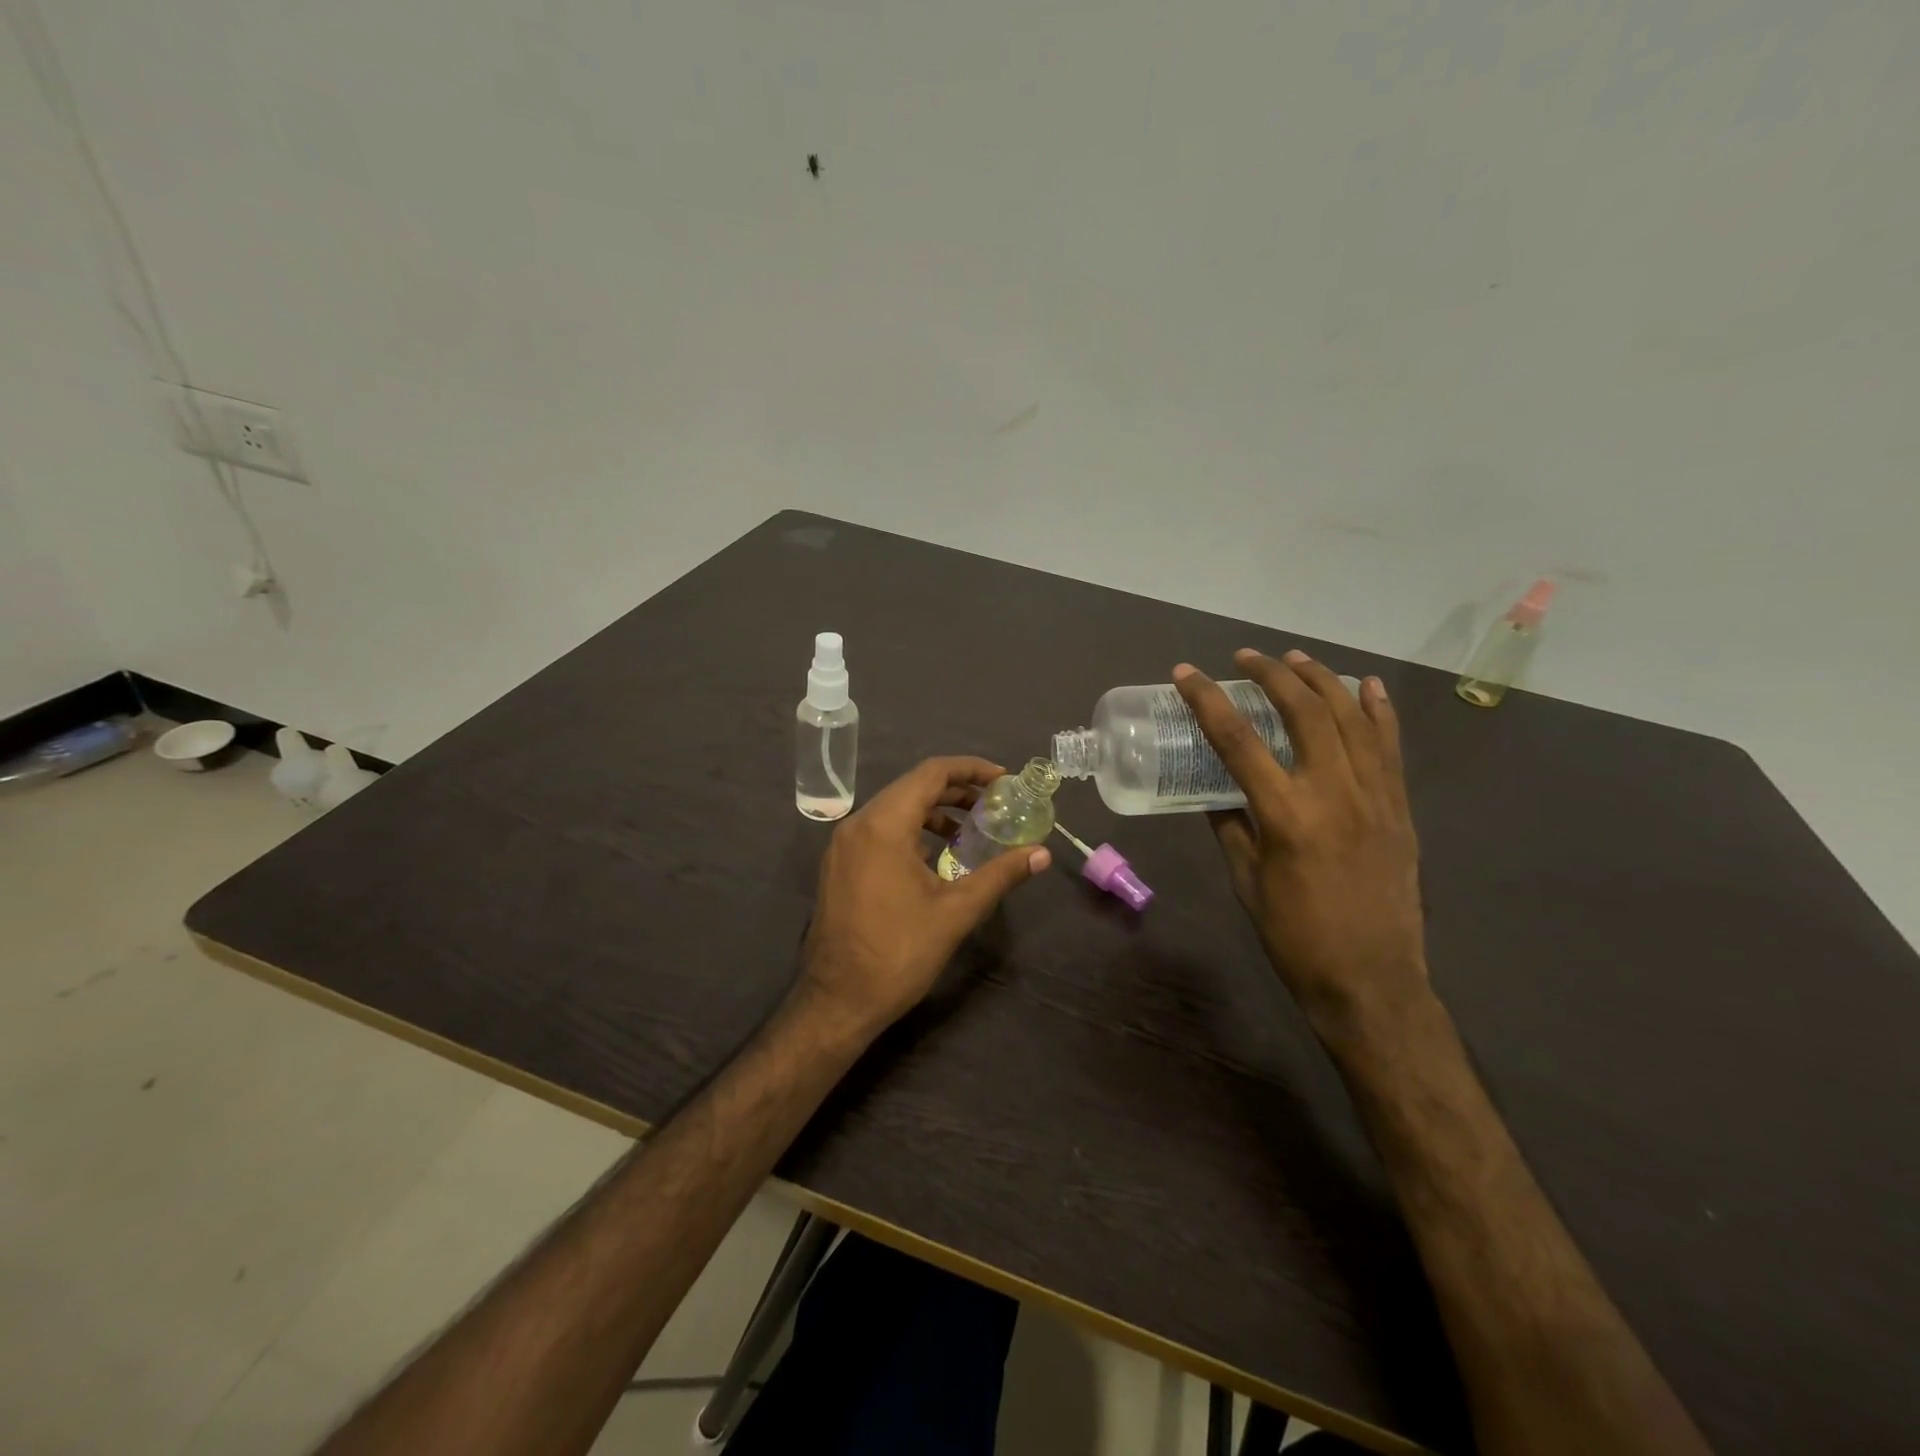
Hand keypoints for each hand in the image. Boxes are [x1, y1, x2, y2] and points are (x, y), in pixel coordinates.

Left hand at [798, 757, 1050, 1039]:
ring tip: (972, 828)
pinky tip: (937, 855)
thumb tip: (1042, 854)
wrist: (837, 1001)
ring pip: (894, 808)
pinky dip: (912, 830)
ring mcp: (843, 845)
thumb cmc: (898, 953)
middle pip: (912, 787)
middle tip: (996, 803)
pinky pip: (880, 830)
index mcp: (883, 825)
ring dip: (934, 811)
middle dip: (957, 790)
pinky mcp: (839, 865)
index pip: (931, 773)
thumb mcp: (956, 912)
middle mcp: (858, 824)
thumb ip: (1000, 875)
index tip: (1004, 780)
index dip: (971, 769)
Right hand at [1175, 650, 1427, 1045]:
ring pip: (1351, 717)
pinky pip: (1390, 746)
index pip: (1237, 740)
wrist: (1371, 980)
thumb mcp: (1246, 880)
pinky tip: (1365, 686)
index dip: (1207, 700)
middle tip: (1244, 658)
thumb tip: (1217, 793)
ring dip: (1320, 679)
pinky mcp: (1399, 807)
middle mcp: (1334, 792)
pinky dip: (1377, 710)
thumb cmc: (1295, 936)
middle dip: (1270, 674)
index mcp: (1286, 814)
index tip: (1186, 673)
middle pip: (1302, 711)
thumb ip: (1231, 826)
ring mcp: (1375, 795)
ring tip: (1294, 658)